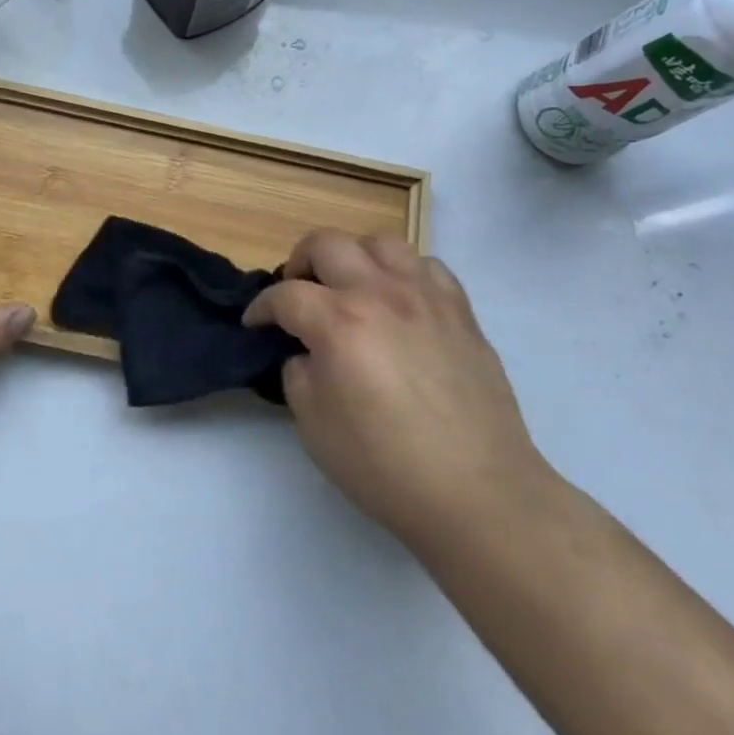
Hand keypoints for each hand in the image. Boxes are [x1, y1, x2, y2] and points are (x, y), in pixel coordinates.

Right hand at [245, 230, 547, 549]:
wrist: (478, 493)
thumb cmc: (386, 466)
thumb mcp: (314, 427)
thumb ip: (299, 374)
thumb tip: (308, 352)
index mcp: (338, 322)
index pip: (285, 295)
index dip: (262, 308)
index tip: (256, 323)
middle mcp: (378, 293)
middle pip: (326, 243)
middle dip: (300, 262)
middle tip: (298, 292)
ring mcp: (424, 295)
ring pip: (379, 241)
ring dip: (354, 257)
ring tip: (352, 286)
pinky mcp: (459, 309)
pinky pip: (426, 265)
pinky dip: (404, 273)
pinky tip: (401, 301)